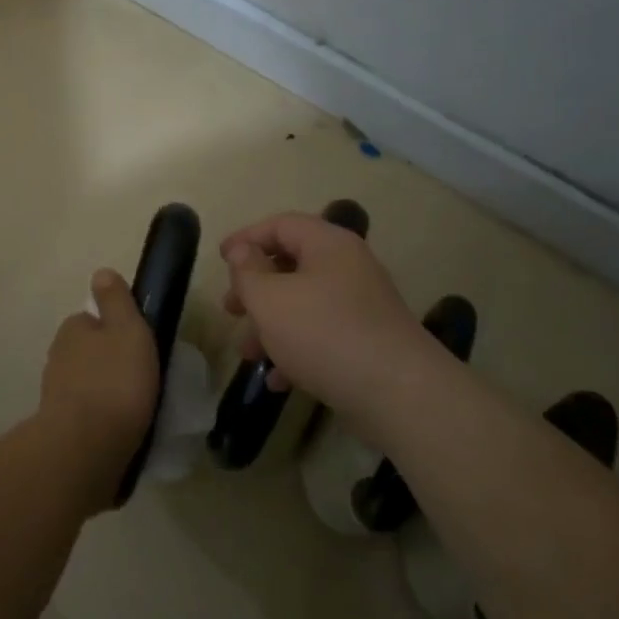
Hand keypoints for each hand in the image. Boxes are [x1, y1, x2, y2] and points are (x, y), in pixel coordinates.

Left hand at [38, 269, 159, 512]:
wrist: (86, 448)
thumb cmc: (115, 381)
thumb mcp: (127, 330)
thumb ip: (116, 301)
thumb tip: (101, 272)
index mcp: (72, 330)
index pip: (92, 320)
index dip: (114, 329)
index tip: (138, 344)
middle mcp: (57, 358)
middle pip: (88, 353)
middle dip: (108, 362)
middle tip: (141, 377)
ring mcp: (56, 396)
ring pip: (86, 385)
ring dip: (104, 392)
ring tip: (135, 408)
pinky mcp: (60, 430)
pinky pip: (86, 416)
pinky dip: (100, 419)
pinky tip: (120, 430)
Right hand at [219, 212, 439, 421]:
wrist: (398, 393)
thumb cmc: (324, 333)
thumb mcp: (270, 300)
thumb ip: (248, 272)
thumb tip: (242, 251)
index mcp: (328, 244)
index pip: (281, 225)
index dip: (247, 238)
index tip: (220, 259)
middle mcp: (348, 267)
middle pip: (292, 265)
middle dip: (255, 288)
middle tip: (230, 309)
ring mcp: (361, 306)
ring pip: (304, 304)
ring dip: (271, 325)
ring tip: (248, 353)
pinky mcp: (367, 341)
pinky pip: (322, 335)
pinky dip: (296, 350)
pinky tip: (279, 380)